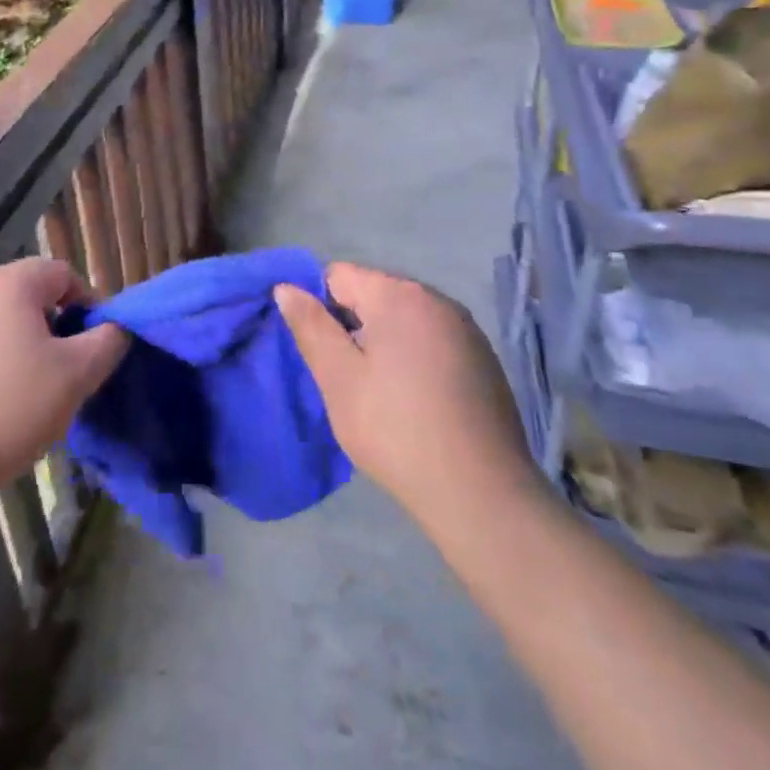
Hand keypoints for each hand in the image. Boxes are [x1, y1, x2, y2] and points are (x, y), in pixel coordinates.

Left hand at [0, 258, 126, 502]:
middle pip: (21, 293)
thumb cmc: (4, 413)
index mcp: (7, 282)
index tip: (90, 345)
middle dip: (45, 324)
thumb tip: (115, 326)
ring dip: (8, 342)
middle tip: (56, 370)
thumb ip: (107, 342)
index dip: (85, 304)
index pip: (61, 273)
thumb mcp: (75, 379)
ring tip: (15, 390)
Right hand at [275, 262, 534, 526]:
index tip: (321, 352)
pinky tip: (416, 402)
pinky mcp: (483, 359)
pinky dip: (415, 359)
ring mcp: (466, 329)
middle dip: (352, 325)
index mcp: (399, 295)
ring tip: (379, 393)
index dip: (319, 307)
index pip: (339, 275)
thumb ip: (310, 326)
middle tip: (346, 377)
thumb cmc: (396, 430)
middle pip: (374, 293)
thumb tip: (286, 287)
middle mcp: (437, 299)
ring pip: (403, 319)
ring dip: (383, 343)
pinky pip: (432, 341)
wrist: (480, 494)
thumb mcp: (338, 378)